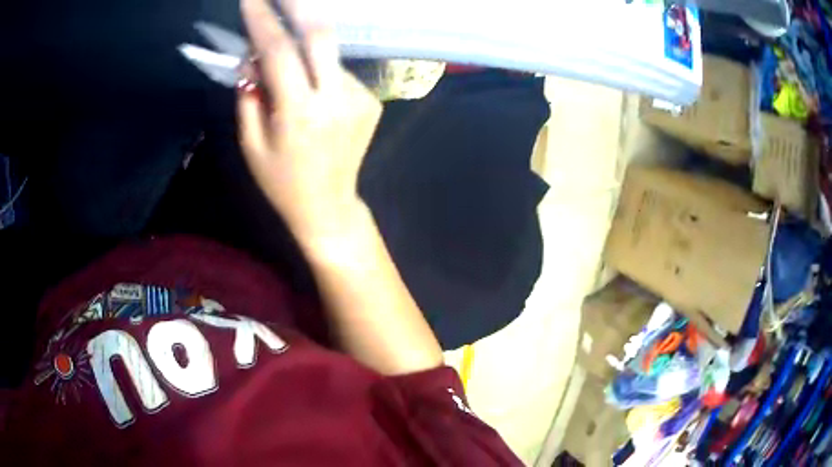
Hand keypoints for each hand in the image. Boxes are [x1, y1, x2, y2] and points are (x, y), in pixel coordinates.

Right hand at [237, 0, 381, 244]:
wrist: (329, 205)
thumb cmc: (281, 181)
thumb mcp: (251, 145)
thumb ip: (249, 96)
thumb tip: (252, 58)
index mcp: (300, 113)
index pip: (279, 51)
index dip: (263, 20)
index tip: (251, 0)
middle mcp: (336, 98)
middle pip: (321, 35)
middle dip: (300, 6)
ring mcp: (360, 97)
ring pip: (329, 53)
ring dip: (305, 46)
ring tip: (287, 63)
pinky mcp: (372, 101)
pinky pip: (338, 72)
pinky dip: (319, 69)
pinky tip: (311, 90)